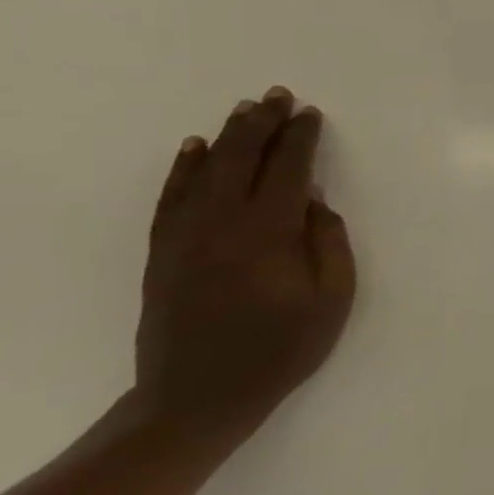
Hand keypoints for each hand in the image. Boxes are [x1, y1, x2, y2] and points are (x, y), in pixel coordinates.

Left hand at [135, 87, 356, 444]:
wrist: (197, 398)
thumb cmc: (280, 350)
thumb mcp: (331, 299)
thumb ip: (328, 243)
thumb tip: (315, 202)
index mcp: (267, 234)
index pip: (287, 170)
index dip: (300, 139)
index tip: (311, 114)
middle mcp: (221, 225)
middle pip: (242, 160)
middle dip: (263, 124)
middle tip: (278, 96)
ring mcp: (184, 238)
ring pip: (204, 172)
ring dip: (227, 137)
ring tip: (245, 110)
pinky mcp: (162, 253)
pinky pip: (171, 198)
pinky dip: (184, 169)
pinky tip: (193, 149)